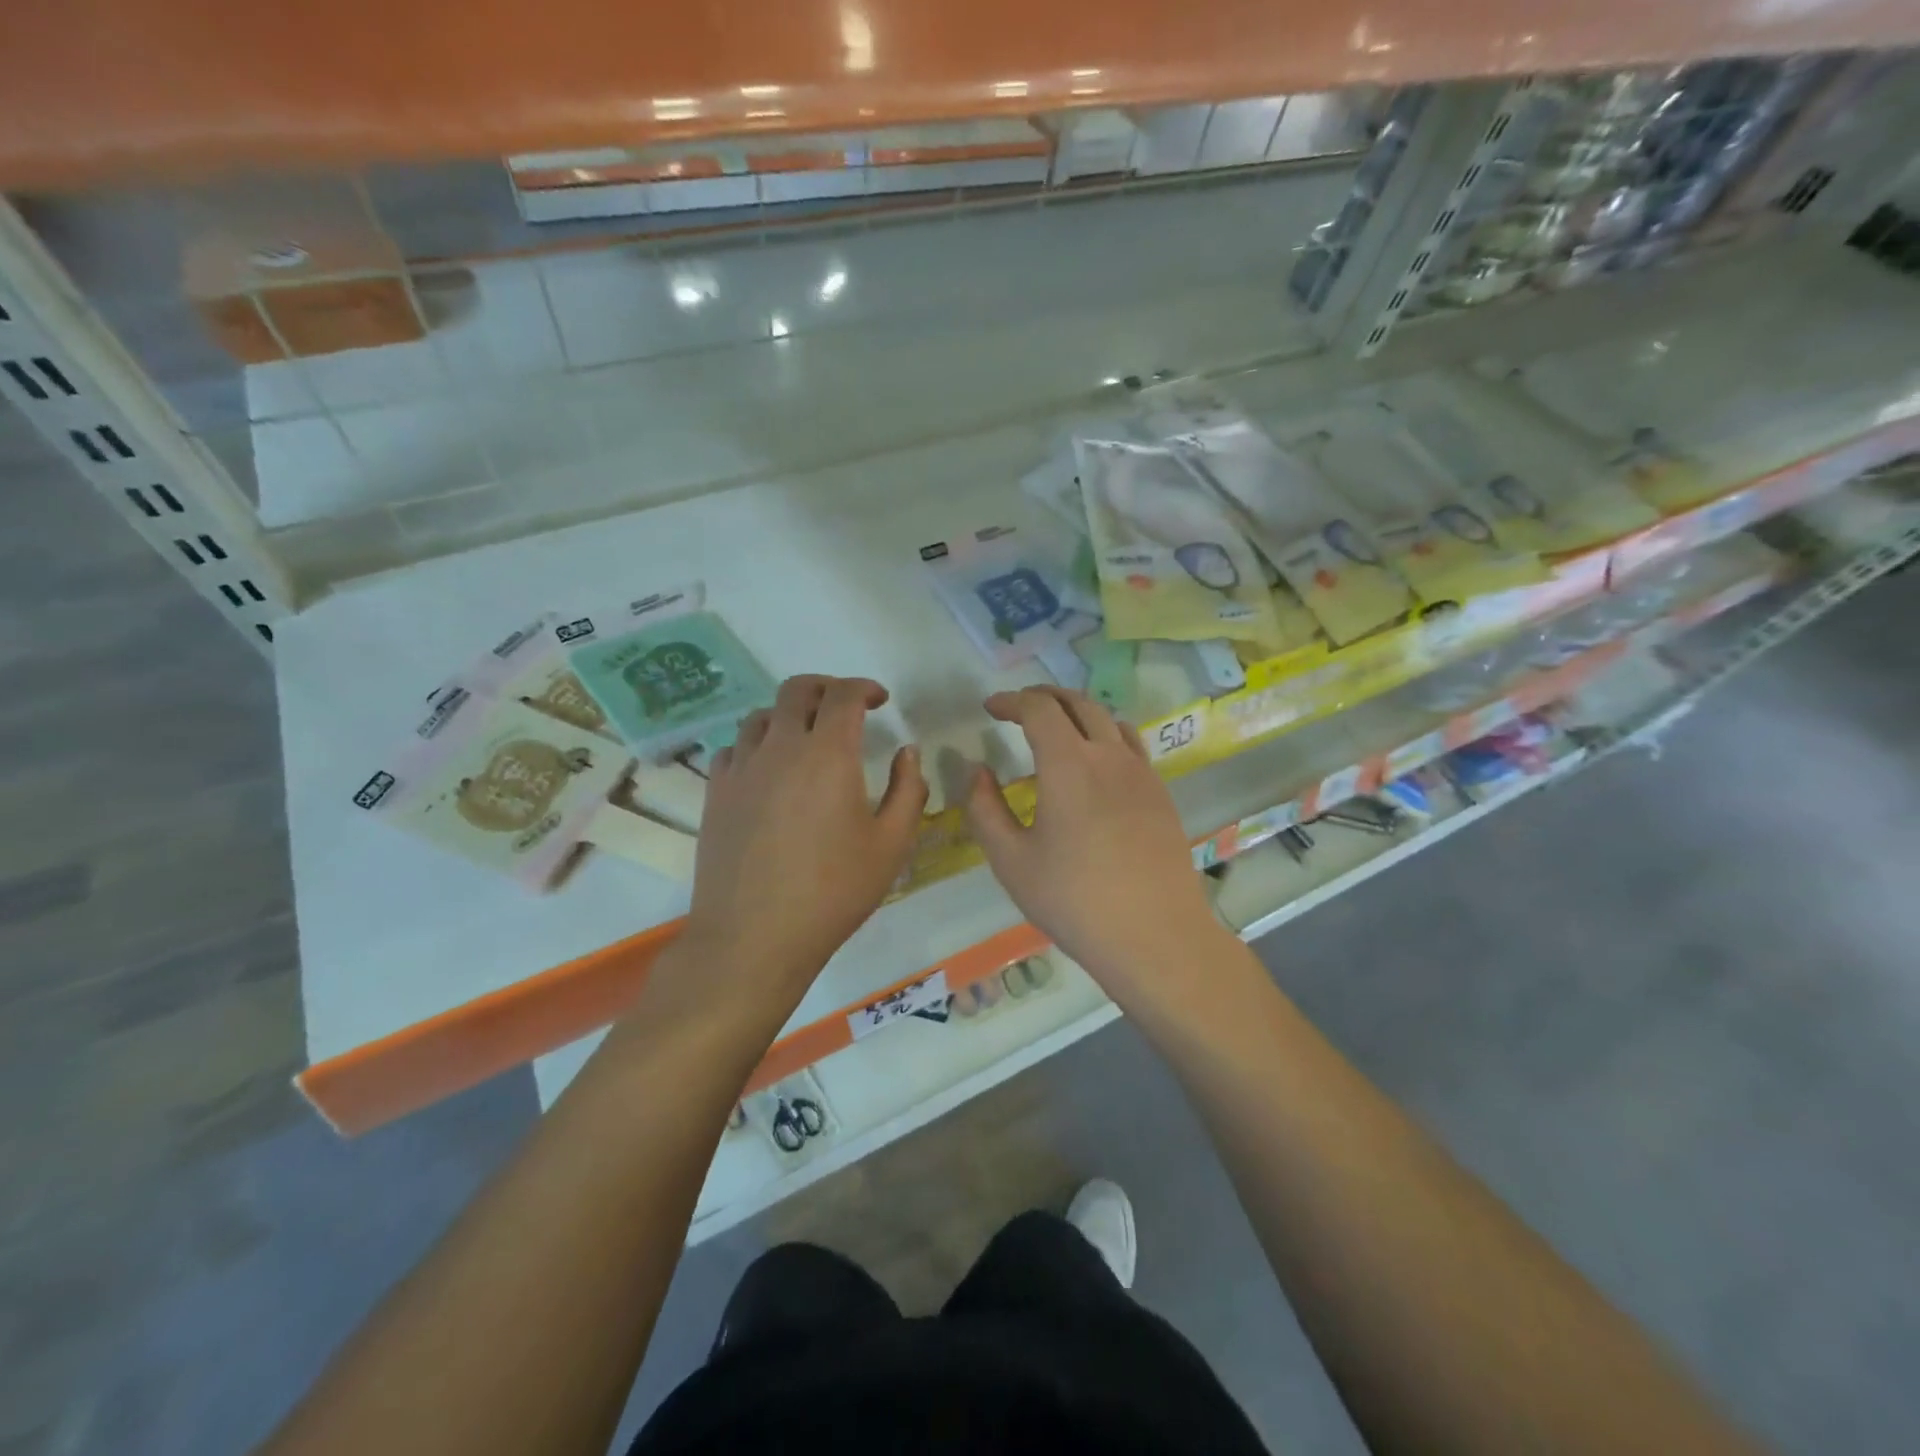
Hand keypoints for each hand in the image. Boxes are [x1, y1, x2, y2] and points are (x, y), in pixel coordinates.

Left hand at [669, 675, 927, 1014]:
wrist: (753, 937)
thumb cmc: (833, 892)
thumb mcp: (891, 845)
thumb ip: (908, 790)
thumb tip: (907, 752)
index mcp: (828, 754)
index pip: (844, 695)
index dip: (865, 688)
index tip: (880, 700)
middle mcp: (780, 747)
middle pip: (797, 690)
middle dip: (826, 688)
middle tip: (845, 707)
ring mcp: (741, 768)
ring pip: (761, 715)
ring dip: (789, 714)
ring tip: (805, 737)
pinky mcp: (715, 793)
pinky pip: (734, 748)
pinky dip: (757, 745)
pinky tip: (767, 770)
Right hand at [964, 687, 1227, 999]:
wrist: (1155, 935)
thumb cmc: (1074, 900)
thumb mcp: (1011, 861)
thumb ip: (985, 809)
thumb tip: (977, 771)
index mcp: (1068, 764)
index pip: (1038, 709)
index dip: (1011, 701)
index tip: (991, 708)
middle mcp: (1108, 755)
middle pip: (1077, 703)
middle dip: (1044, 696)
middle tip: (1019, 707)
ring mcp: (1141, 772)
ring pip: (1108, 719)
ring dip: (1077, 711)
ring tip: (1057, 725)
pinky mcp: (1160, 793)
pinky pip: (1131, 745)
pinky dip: (1105, 734)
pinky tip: (1097, 760)